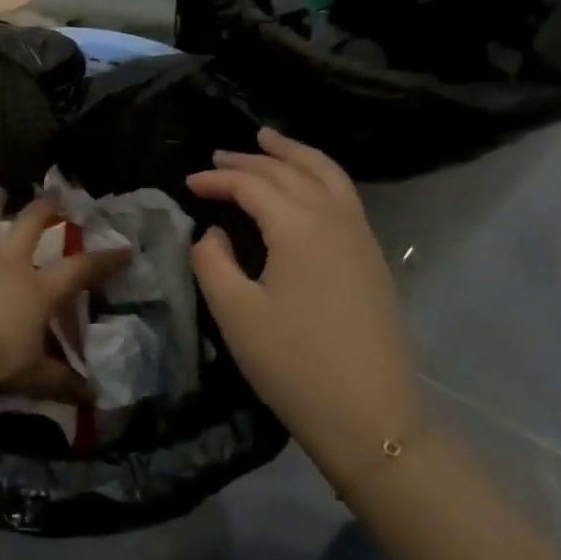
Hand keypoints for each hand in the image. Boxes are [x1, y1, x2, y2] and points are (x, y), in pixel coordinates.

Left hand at [0, 189, 129, 402]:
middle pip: (29, 225)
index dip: (104, 260)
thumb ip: (60, 382)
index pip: (80, 270)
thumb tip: (92, 399)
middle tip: (52, 192)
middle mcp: (7, 263)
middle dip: (44, 208)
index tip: (124, 249)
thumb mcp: (32, 373)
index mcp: (37, 288)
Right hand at [187, 128, 422, 489]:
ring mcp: (361, 237)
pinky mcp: (373, 259)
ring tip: (269, 139)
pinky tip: (305, 184)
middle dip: (252, 158)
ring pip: (327, 174)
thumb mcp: (234, 313)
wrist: (372, 420)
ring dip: (294, 154)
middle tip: (219, 154)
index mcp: (298, 227)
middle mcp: (334, 219)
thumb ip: (212, 261)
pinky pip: (344, 196)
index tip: (188, 183)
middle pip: (290, 171)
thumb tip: (214, 233)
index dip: (216, 179)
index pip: (251, 185)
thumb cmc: (293, 365)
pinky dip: (320, 175)